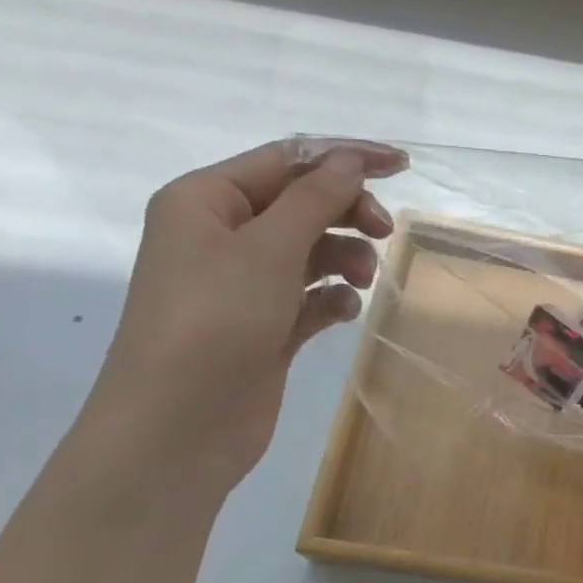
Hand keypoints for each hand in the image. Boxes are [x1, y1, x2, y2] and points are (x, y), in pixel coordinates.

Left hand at [78, 138, 407, 492]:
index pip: (285, 160)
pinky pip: (309, 297)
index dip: (345, 158)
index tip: (402, 166)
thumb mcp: (268, 248)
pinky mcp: (264, 327)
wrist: (180, 425)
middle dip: (346, 213)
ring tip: (362, 280)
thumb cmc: (215, 320)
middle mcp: (220, 236)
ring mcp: (241, 285)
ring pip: (309, 251)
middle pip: (300, 204)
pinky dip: (332, 298)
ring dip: (344, 257)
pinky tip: (345, 312)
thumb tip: (350, 161)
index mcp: (206, 200)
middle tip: (385, 233)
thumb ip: (315, 199)